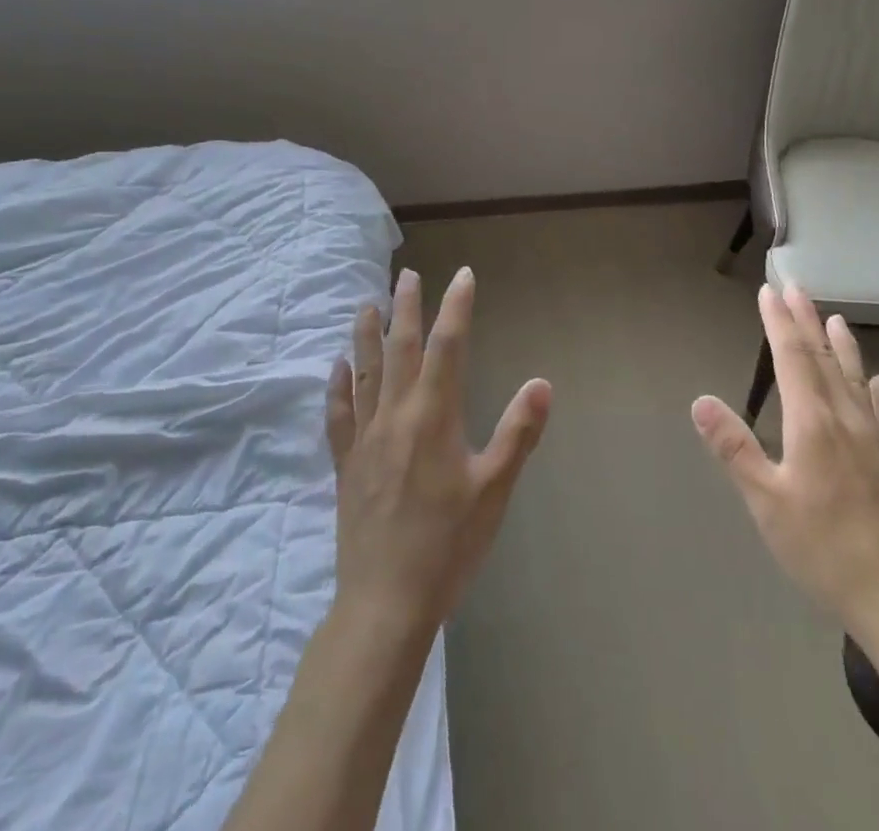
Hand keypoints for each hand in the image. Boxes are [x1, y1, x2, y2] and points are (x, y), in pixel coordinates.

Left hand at [325, 266, 552, 638]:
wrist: (384, 603)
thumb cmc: (447, 545)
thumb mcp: (494, 490)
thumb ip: (518, 433)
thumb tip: (542, 382)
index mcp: (434, 416)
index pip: (448, 346)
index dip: (456, 306)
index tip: (462, 275)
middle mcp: (396, 415)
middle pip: (401, 348)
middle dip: (407, 308)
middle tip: (407, 275)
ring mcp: (366, 439)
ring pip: (365, 373)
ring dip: (367, 335)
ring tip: (367, 304)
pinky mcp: (346, 464)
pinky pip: (339, 415)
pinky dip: (338, 386)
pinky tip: (337, 368)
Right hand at [692, 285, 878, 628]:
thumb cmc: (822, 547)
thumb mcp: (766, 501)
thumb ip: (734, 448)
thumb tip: (700, 401)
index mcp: (812, 422)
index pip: (792, 358)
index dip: (779, 322)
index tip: (770, 291)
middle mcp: (845, 419)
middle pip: (824, 358)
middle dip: (806, 320)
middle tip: (796, 287)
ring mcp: (875, 440)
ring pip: (856, 378)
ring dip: (842, 345)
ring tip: (835, 317)